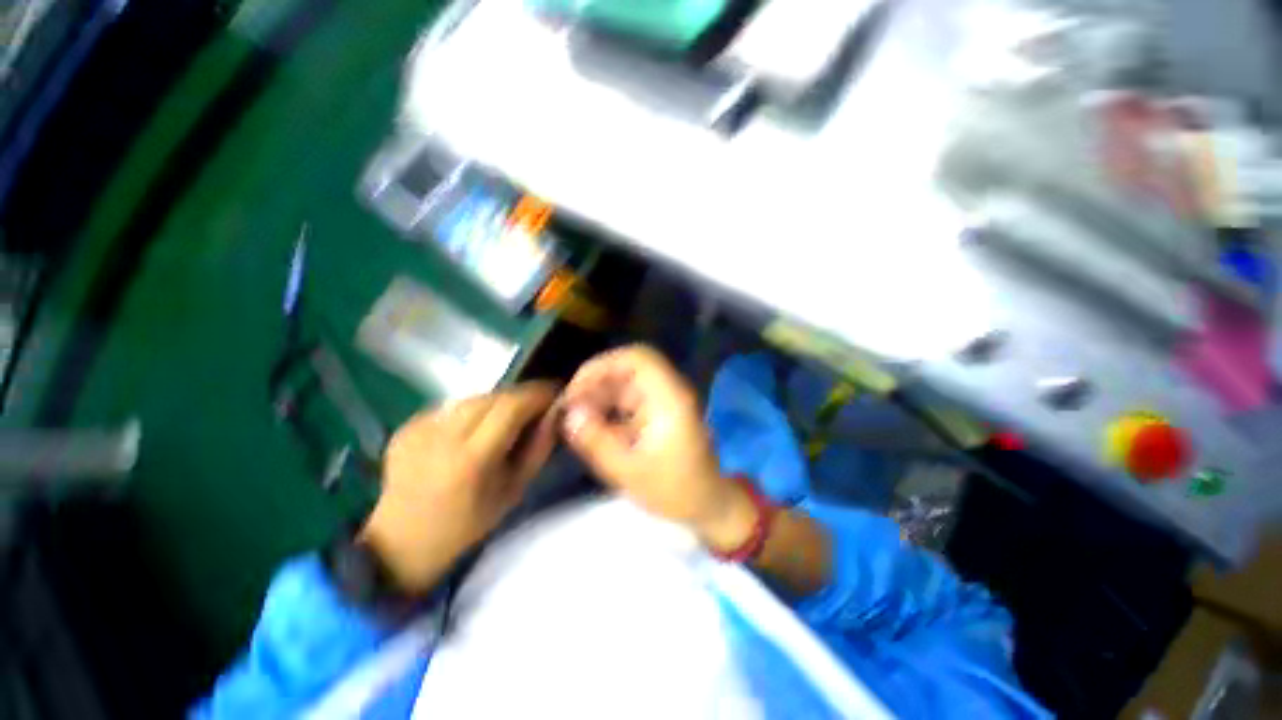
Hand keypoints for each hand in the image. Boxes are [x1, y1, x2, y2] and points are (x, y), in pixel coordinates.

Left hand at [360, 382, 558, 593]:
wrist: (401, 544)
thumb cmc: (468, 524)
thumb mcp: (515, 489)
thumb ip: (539, 447)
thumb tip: (557, 411)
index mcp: (472, 457)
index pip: (512, 405)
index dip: (538, 393)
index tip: (556, 393)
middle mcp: (443, 435)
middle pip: (493, 396)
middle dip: (521, 396)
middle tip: (536, 407)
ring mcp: (420, 428)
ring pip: (473, 397)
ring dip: (497, 402)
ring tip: (506, 419)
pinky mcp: (407, 426)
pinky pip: (452, 406)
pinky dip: (471, 411)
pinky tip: (472, 430)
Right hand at [560, 345, 755, 550]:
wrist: (707, 504)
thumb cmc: (674, 490)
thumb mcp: (629, 471)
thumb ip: (596, 441)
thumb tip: (569, 414)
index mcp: (669, 398)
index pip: (637, 357)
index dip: (603, 365)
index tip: (576, 388)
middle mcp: (667, 391)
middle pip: (626, 369)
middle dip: (595, 383)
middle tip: (569, 409)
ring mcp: (662, 401)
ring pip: (624, 384)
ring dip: (598, 396)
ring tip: (575, 420)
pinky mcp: (657, 412)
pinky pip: (627, 400)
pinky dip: (607, 408)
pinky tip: (591, 427)